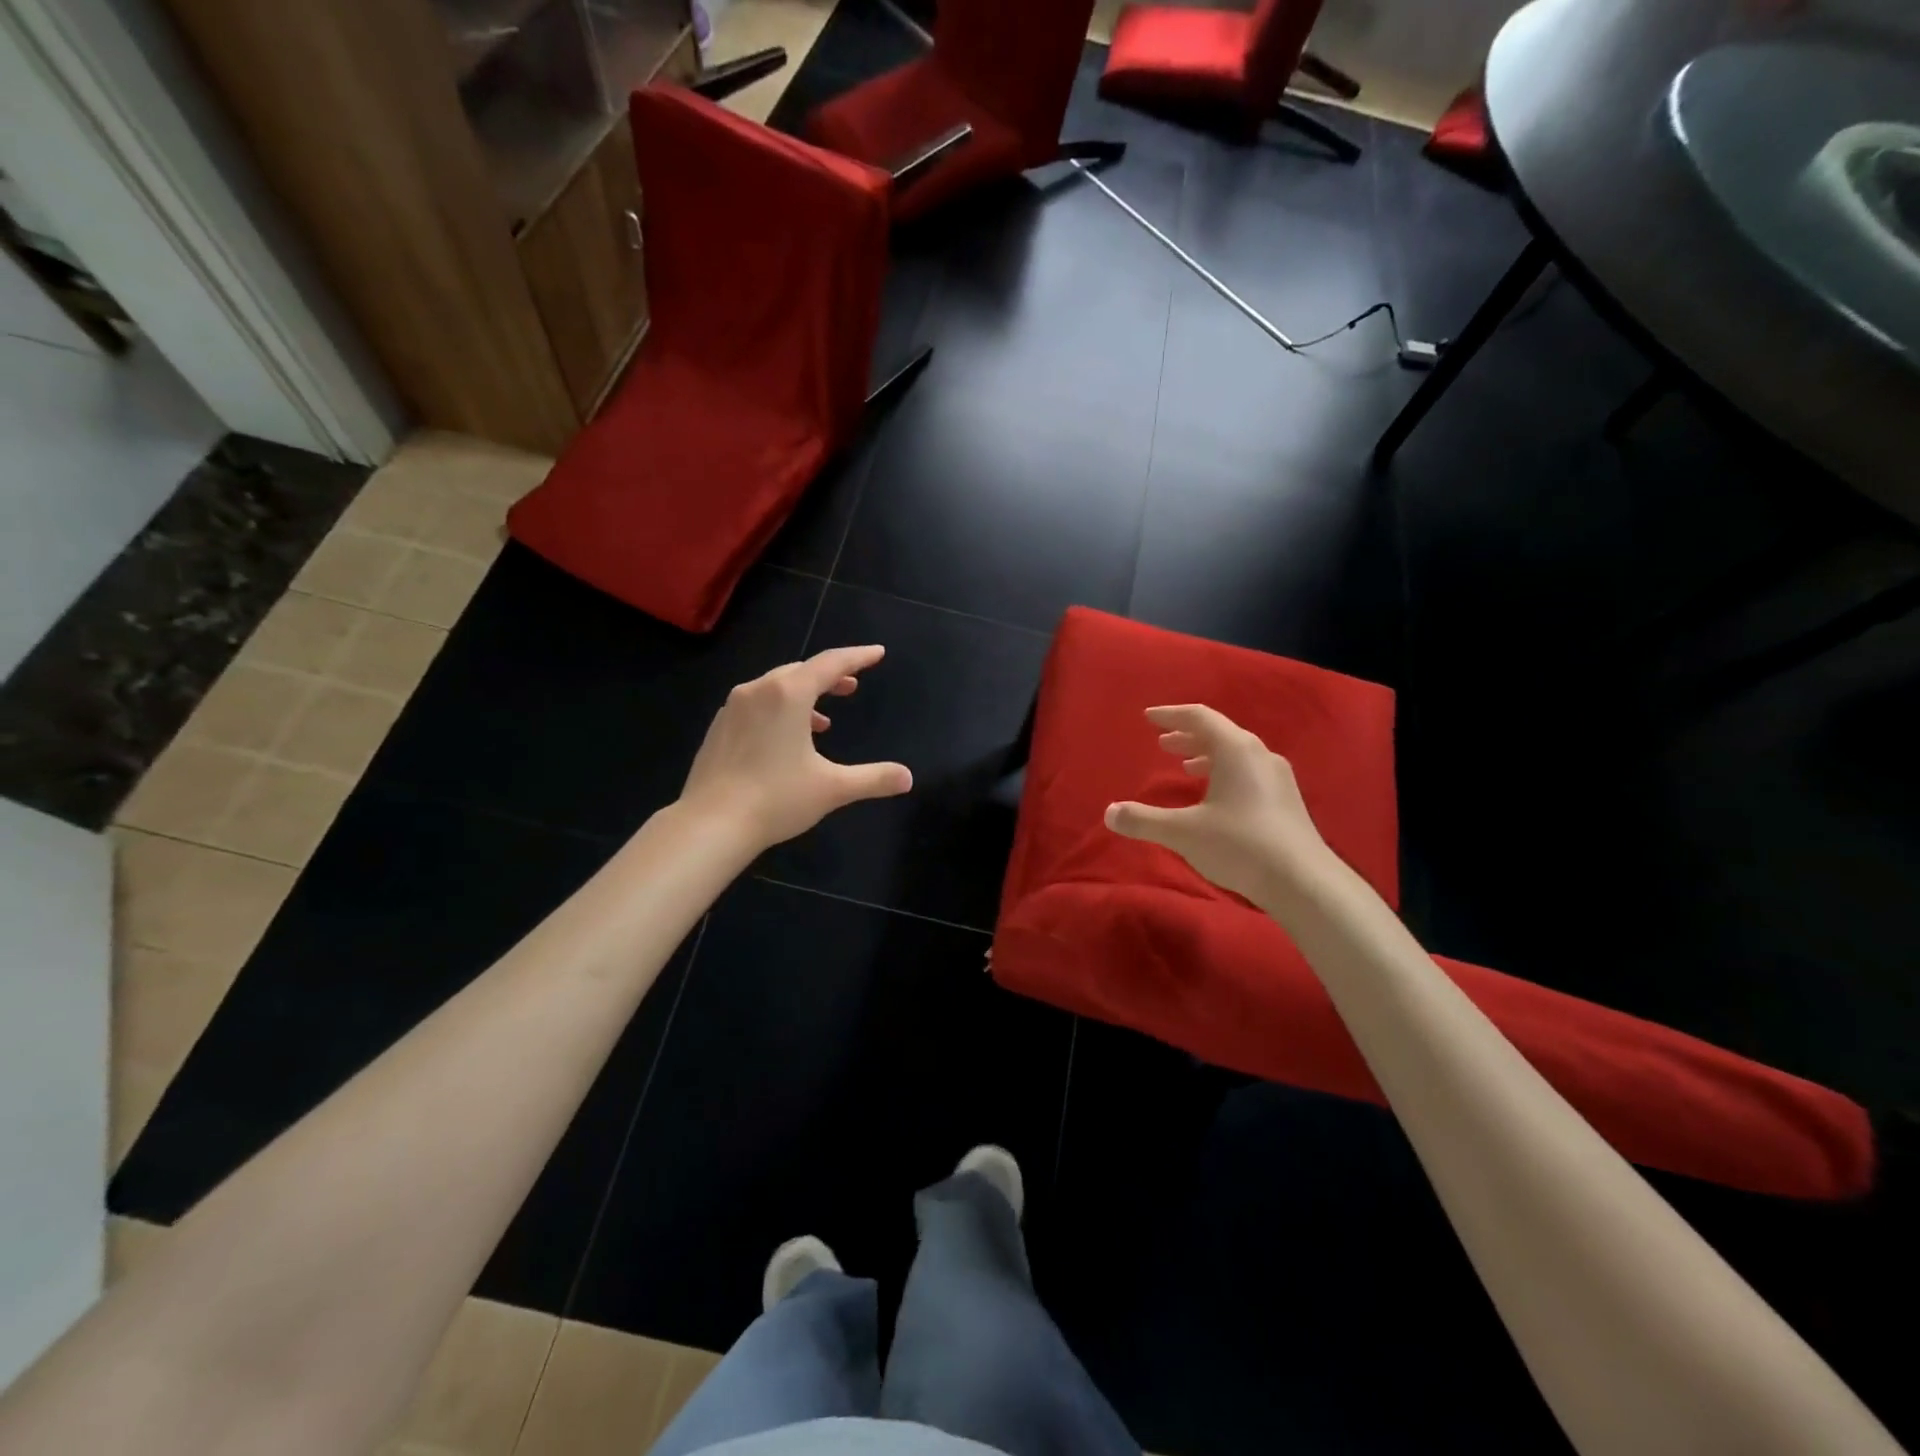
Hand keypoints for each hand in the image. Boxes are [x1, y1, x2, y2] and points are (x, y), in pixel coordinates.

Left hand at [680, 645, 912, 846]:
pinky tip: (785, 740)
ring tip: (823, 721)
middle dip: (829, 676)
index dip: (857, 657)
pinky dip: (778, 711)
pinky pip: (756, 705)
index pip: (830, 663)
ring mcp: (733, 708)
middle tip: (852, 685)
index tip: (877, 653)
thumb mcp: (833, 788)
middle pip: (801, 671)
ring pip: (775, 688)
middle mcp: (758, 690)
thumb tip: (907, 778)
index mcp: (788, 694)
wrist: (710, 824)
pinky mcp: (718, 728)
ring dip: (803, 696)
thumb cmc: (776, 798)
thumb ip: (873, 778)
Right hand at [1103, 704, 1334, 907]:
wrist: (1303, 881)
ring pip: (1237, 754)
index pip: (1200, 717)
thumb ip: (1144, 820)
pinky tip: (1216, 796)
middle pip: (1220, 733)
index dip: (1171, 715)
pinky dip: (1225, 772)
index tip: (1149, 718)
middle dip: (1188, 736)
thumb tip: (1109, 812)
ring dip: (1207, 755)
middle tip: (1163, 744)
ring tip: (1186, 767)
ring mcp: (1277, 777)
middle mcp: (1259, 755)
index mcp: (1236, 750)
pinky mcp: (1286, 800)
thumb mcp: (1183, 832)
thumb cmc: (1240, 845)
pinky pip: (1249, 772)